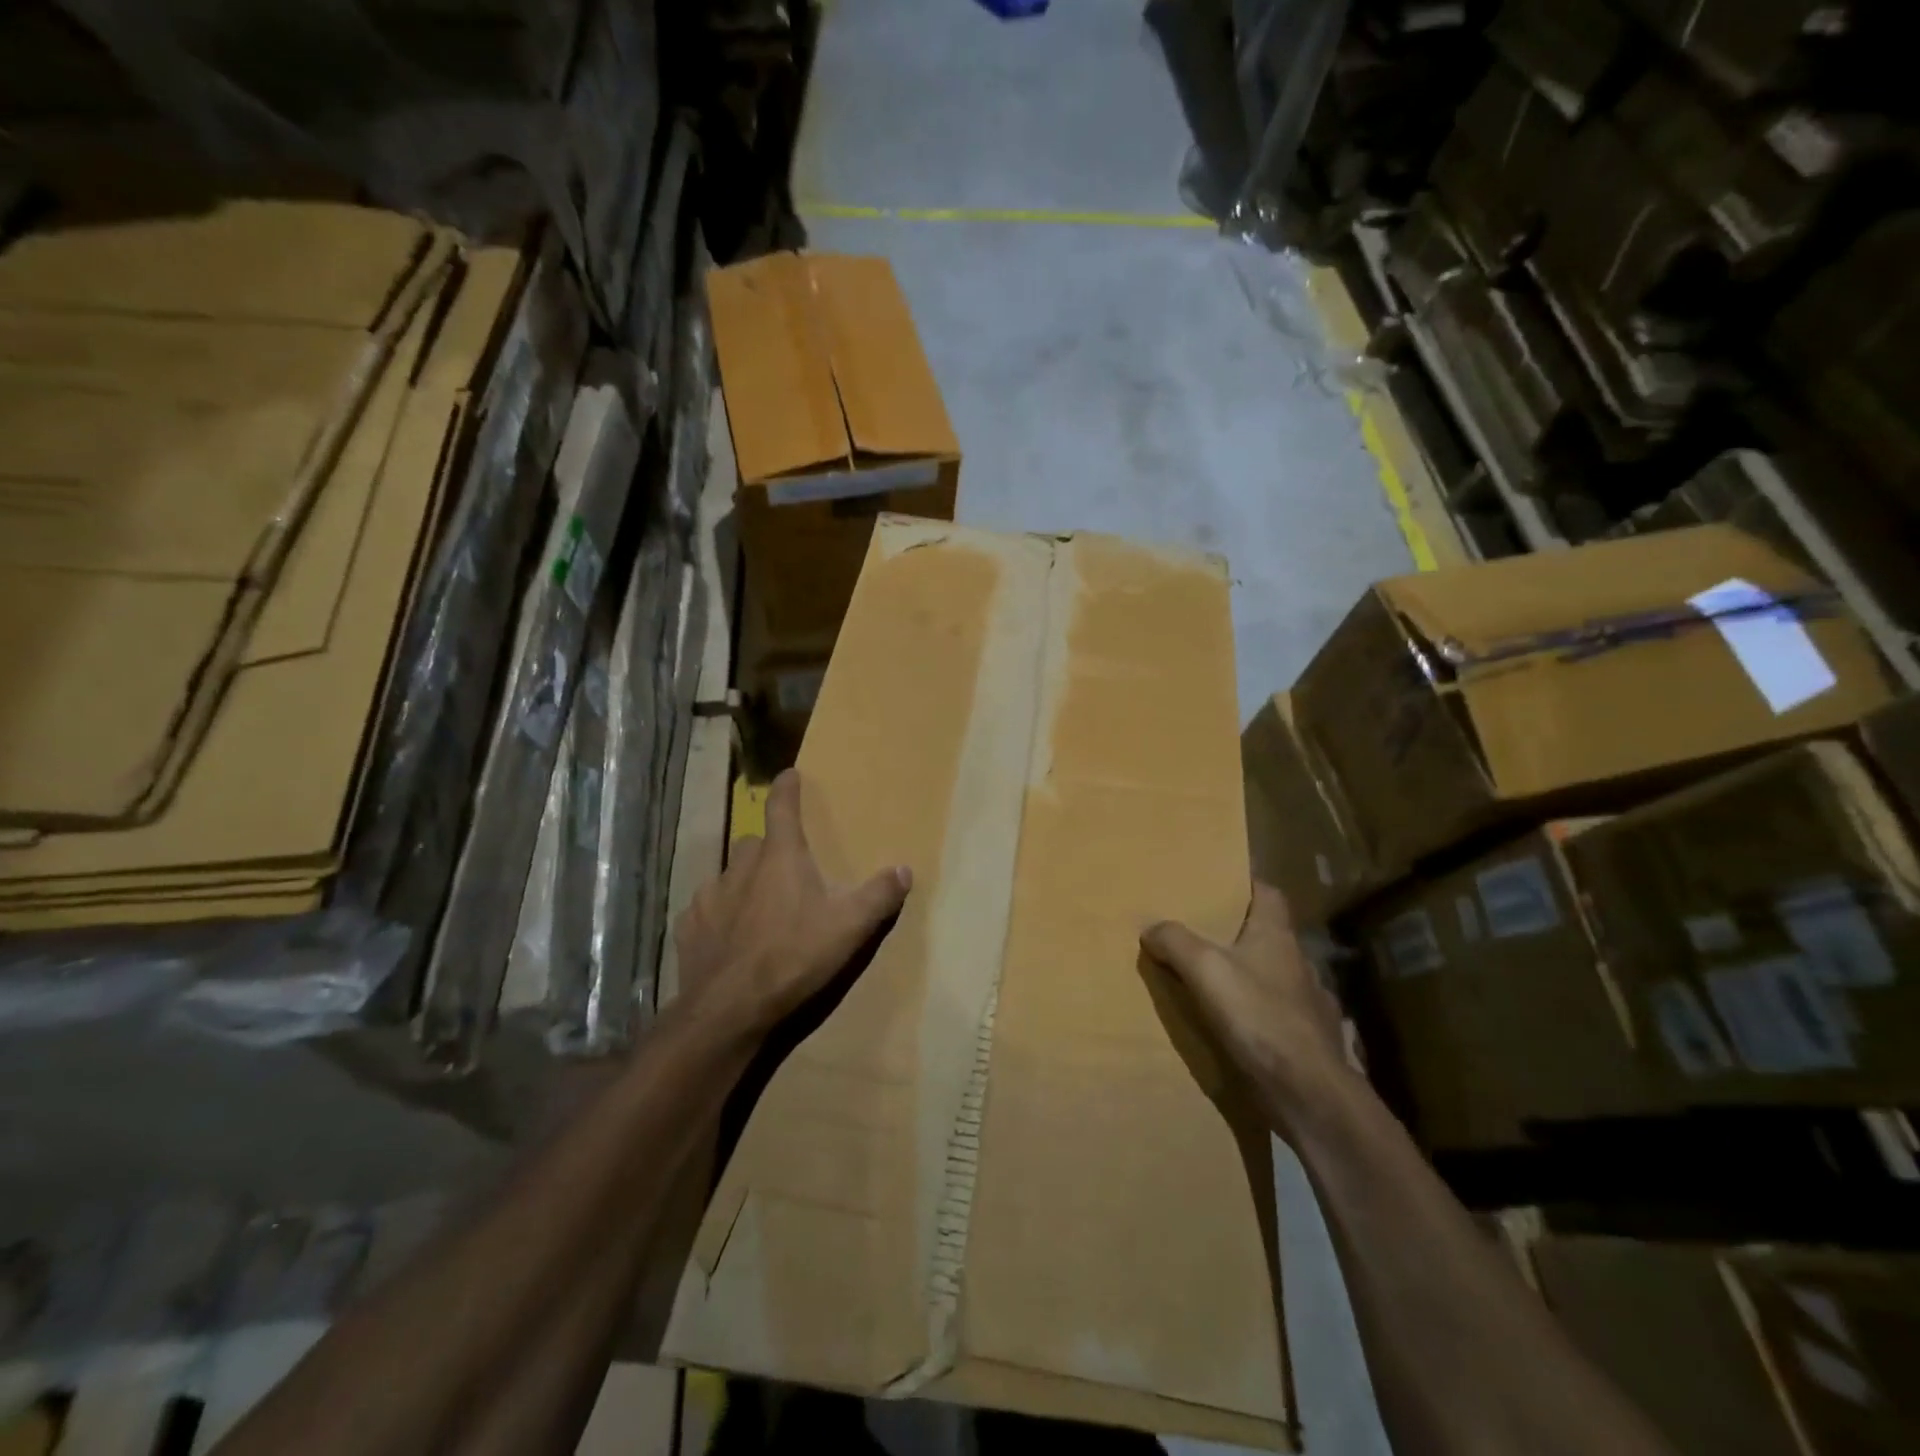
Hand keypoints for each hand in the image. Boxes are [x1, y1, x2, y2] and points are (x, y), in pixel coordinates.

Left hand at [674, 769, 911, 1039]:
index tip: (789, 774)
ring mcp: (710, 896)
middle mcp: (740, 867)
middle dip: (767, 849)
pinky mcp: (689, 927)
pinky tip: (728, 937)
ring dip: (742, 883)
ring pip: (727, 875)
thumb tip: (904, 869)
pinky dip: (719, 915)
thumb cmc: (794, 957)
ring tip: (757, 908)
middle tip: (784, 869)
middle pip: (753, 843)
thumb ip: (878, 896)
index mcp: (780, 858)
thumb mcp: (849, 928)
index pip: (782, 808)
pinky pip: (706, 909)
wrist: (730, 1008)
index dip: (787, 788)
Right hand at [1141, 883, 1348, 1126]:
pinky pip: (1282, 1016)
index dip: (1248, 885)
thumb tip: (1151, 927)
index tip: (1222, 886)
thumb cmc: (1259, 1017)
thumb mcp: (1206, 970)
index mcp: (1278, 937)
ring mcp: (1311, 1003)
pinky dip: (1263, 1016)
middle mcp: (1299, 963)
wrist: (1308, 1091)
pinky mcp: (1311, 1040)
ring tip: (1220, 985)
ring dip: (1253, 977)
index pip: (1269, 894)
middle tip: (1205, 935)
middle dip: (1242, 934)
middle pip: (1270, 936)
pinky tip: (1243, 1028)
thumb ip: (1176, 942)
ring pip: (1277, 977)